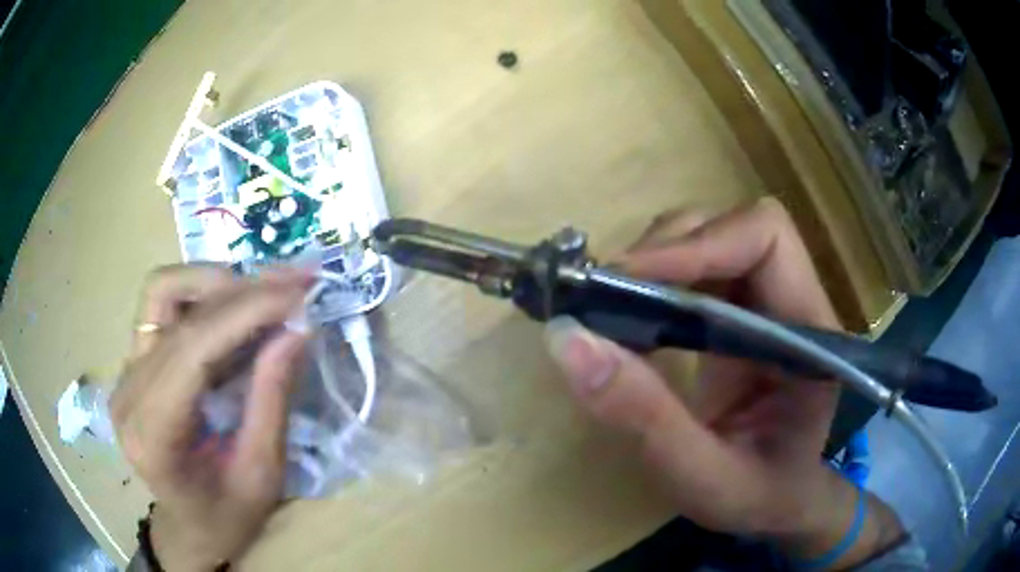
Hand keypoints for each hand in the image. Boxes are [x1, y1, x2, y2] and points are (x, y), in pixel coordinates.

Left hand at [112, 265, 311, 569]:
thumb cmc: (225, 517)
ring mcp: (126, 370)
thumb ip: (272, 403)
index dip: (246, 311)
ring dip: (215, 283)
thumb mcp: (261, 476)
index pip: (193, 348)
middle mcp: (128, 390)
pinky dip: (202, 296)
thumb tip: (297, 330)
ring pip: (162, 291)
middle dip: (241, 289)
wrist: (187, 527)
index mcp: (152, 433)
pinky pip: (163, 307)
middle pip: (177, 310)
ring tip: (263, 295)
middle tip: (295, 283)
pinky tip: (234, 310)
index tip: (298, 292)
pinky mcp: (134, 361)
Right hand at [545, 198, 903, 567]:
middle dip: (666, 249)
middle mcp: (793, 303)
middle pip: (732, 228)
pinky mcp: (740, 316)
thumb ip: (645, 419)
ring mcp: (767, 305)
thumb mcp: (703, 477)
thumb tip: (568, 340)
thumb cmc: (759, 497)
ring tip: (610, 307)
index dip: (698, 244)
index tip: (628, 280)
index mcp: (810, 336)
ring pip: (709, 238)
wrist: (780, 505)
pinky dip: (654, 282)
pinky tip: (628, 320)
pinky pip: (695, 271)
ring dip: (655, 261)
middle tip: (605, 295)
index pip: (766, 239)